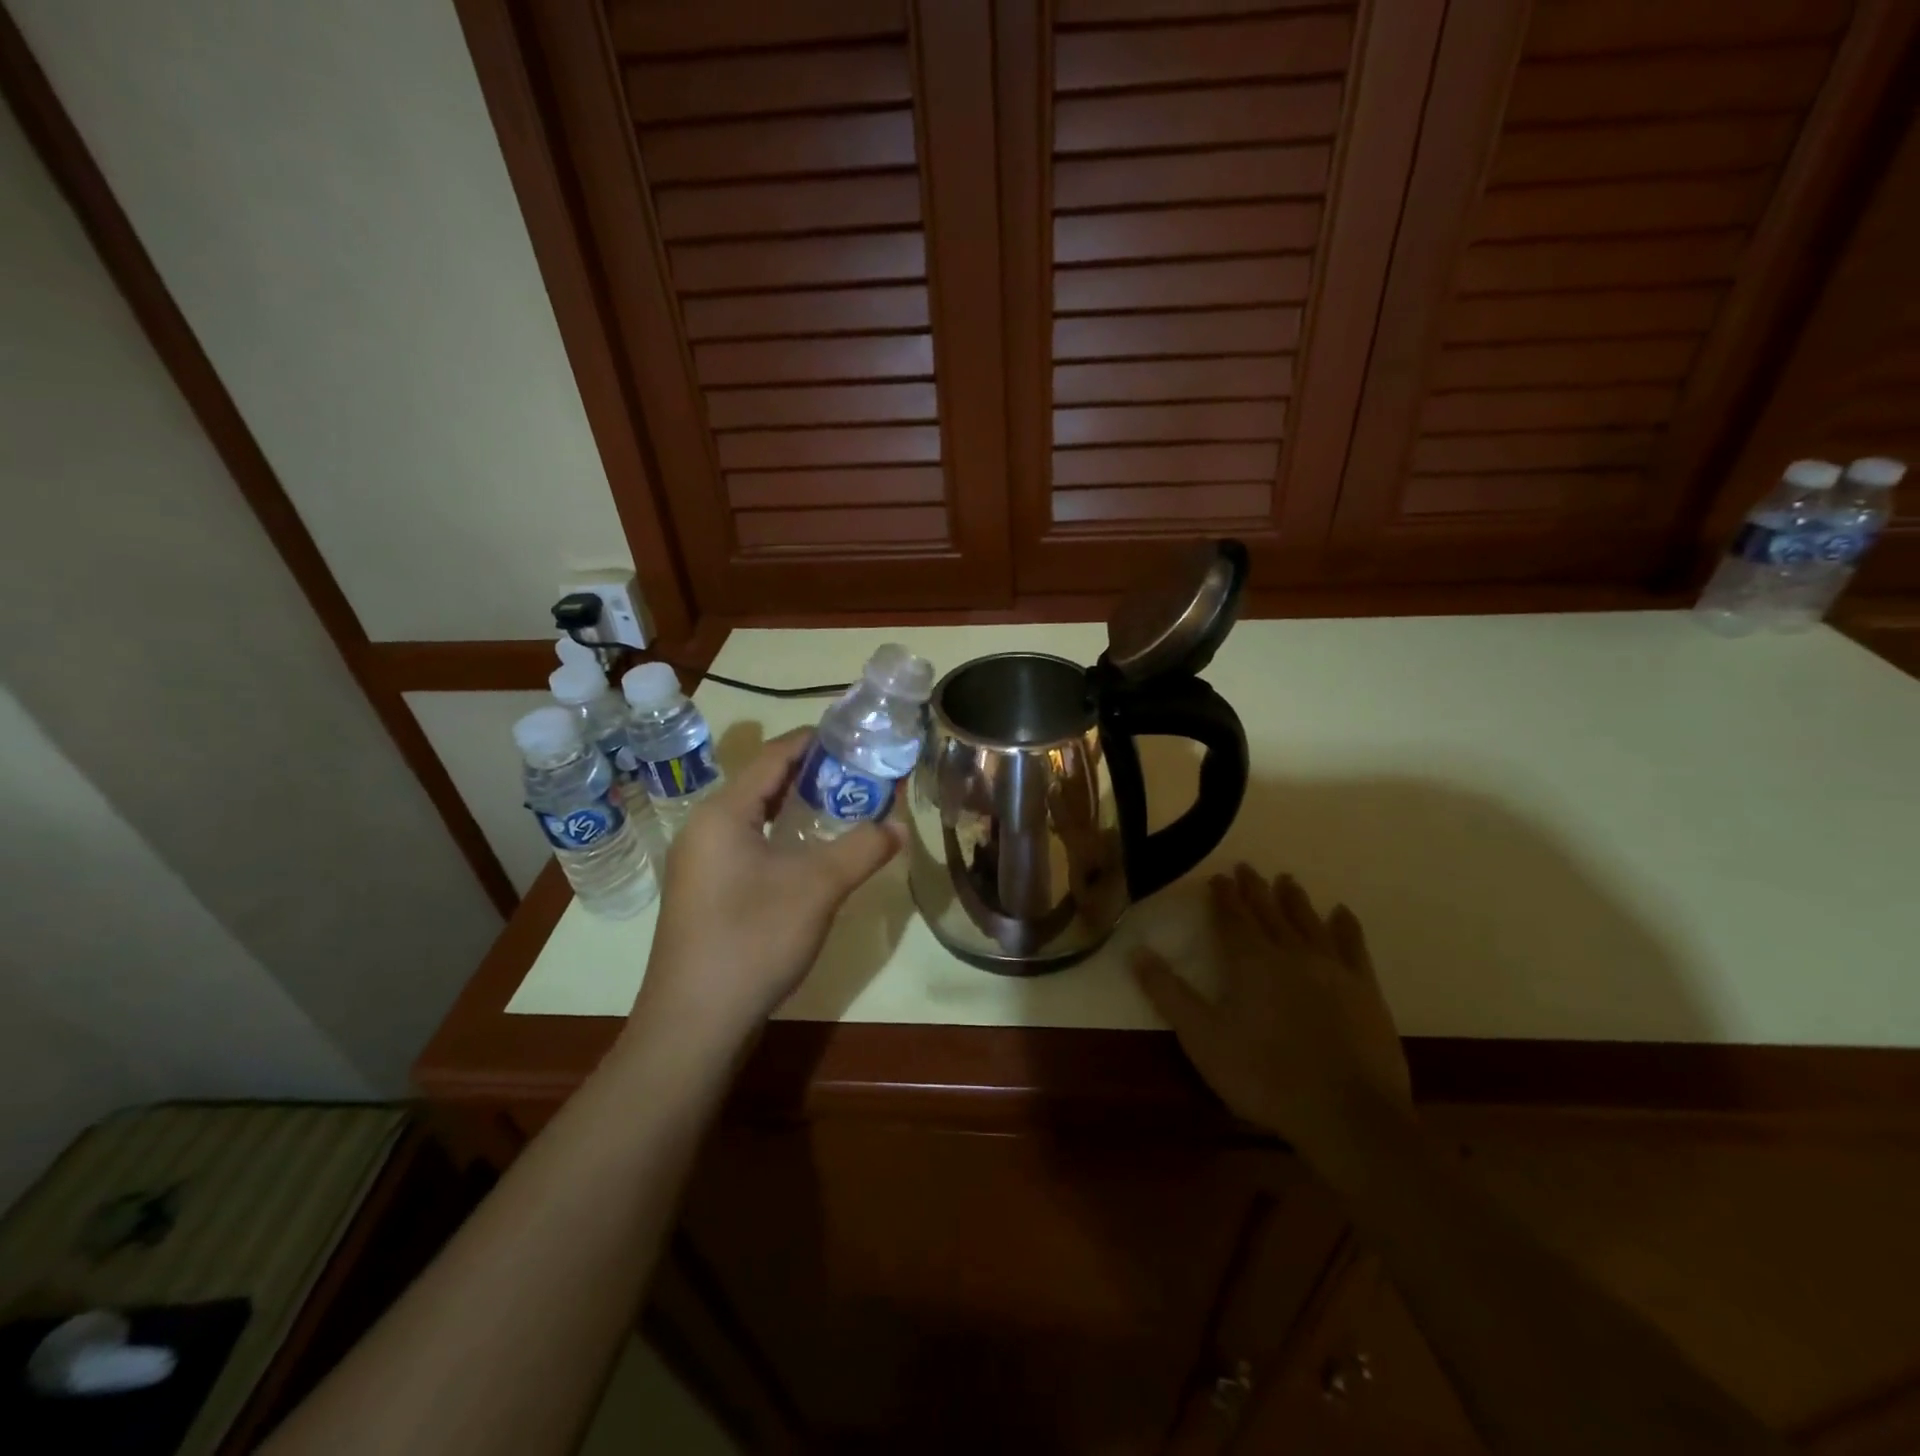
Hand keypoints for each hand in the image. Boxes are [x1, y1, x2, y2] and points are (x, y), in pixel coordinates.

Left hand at [630, 729, 903, 1053]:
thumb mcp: (818, 888)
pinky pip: (748, 848)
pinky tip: (811, 856)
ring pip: (756, 819)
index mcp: (723, 813)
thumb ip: (862, 848)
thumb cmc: (753, 940)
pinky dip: (783, 839)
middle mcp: (704, 829)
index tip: (855, 734)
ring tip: (844, 806)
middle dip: (812, 775)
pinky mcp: (705, 895)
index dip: (814, 740)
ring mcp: (700, 865)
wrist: (694, 1024)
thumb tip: (899, 825)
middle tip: (860, 772)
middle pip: (763, 785)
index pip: (772, 757)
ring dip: (798, 809)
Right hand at [1135, 864, 1411, 1150]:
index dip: (1224, 896)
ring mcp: (1333, 970)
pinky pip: (1353, 947)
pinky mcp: (1365, 991)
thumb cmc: (1264, 1075)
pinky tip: (1342, 913)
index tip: (1218, 877)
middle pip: (1269, 913)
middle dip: (1255, 889)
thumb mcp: (1202, 1038)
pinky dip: (1346, 927)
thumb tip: (1136, 951)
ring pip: (1309, 922)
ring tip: (1287, 880)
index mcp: (1251, 962)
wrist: (1347, 1115)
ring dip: (1295, 900)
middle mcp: (1291, 954)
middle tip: (1247, 868)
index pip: (1233, 918)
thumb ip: (1168, 992)